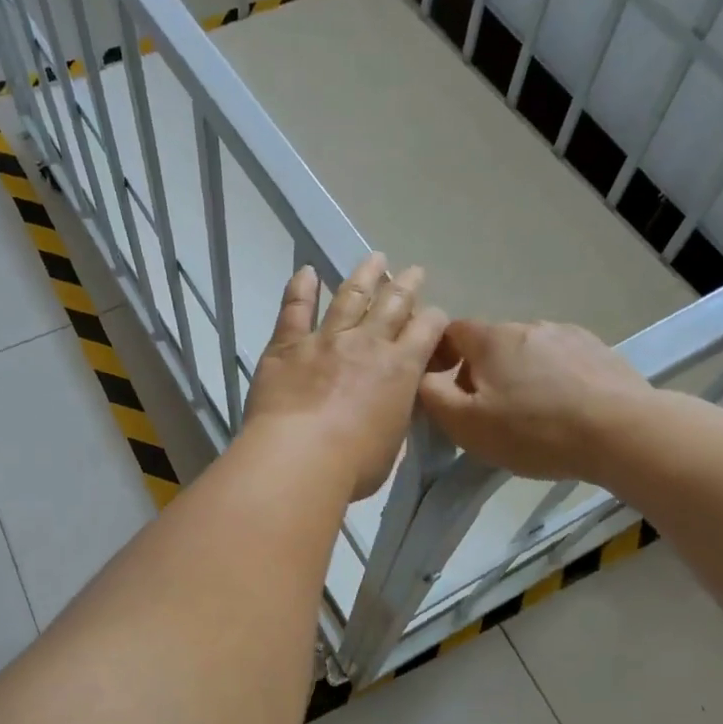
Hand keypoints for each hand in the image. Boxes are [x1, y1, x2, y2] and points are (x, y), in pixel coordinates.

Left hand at [243, 254, 447, 500]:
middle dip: (406, 286)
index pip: (427, 330)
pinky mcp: (287, 345)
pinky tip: (306, 272)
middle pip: (393, 304)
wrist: (299, 458)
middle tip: (414, 271)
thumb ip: (394, 415)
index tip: (435, 315)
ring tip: (375, 259)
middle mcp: (367, 344)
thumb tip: (392, 404)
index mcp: (401, 369)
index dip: (434, 319)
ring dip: (364, 276)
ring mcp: (326, 340)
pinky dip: (301, 288)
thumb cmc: (353, 465)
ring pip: (350, 297)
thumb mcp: (392, 443)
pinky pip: (295, 309)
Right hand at [418, 319, 652, 481]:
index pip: (451, 331)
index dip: (440, 355)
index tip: (443, 386)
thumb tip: (420, 376)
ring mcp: (568, 335)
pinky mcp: (599, 351)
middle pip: (491, 345)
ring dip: (520, 376)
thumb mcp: (466, 424)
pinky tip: (565, 410)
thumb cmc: (534, 430)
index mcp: (491, 339)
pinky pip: (562, 361)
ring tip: (532, 416)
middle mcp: (528, 326)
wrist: (622, 432)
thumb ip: (432, 396)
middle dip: (482, 372)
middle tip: (487, 414)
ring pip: (528, 353)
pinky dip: (554, 380)